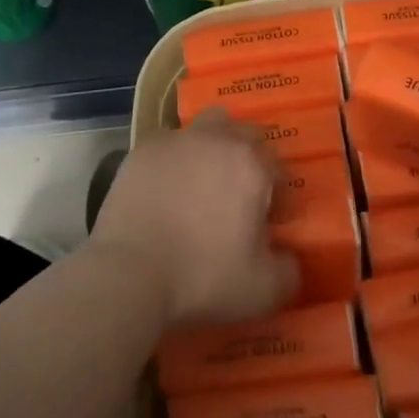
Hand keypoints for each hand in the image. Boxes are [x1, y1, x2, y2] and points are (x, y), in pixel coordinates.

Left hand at [88, 109, 299, 329]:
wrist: (129, 273)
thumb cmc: (202, 278)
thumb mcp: (263, 290)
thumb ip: (289, 269)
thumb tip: (288, 257)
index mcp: (251, 165)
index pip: (278, 168)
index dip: (278, 197)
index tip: (269, 224)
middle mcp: (216, 140)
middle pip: (245, 135)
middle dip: (251, 160)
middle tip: (241, 197)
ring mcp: (176, 141)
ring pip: (207, 127)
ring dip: (215, 147)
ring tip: (205, 184)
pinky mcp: (142, 151)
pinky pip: (171, 146)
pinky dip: (177, 161)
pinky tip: (169, 191)